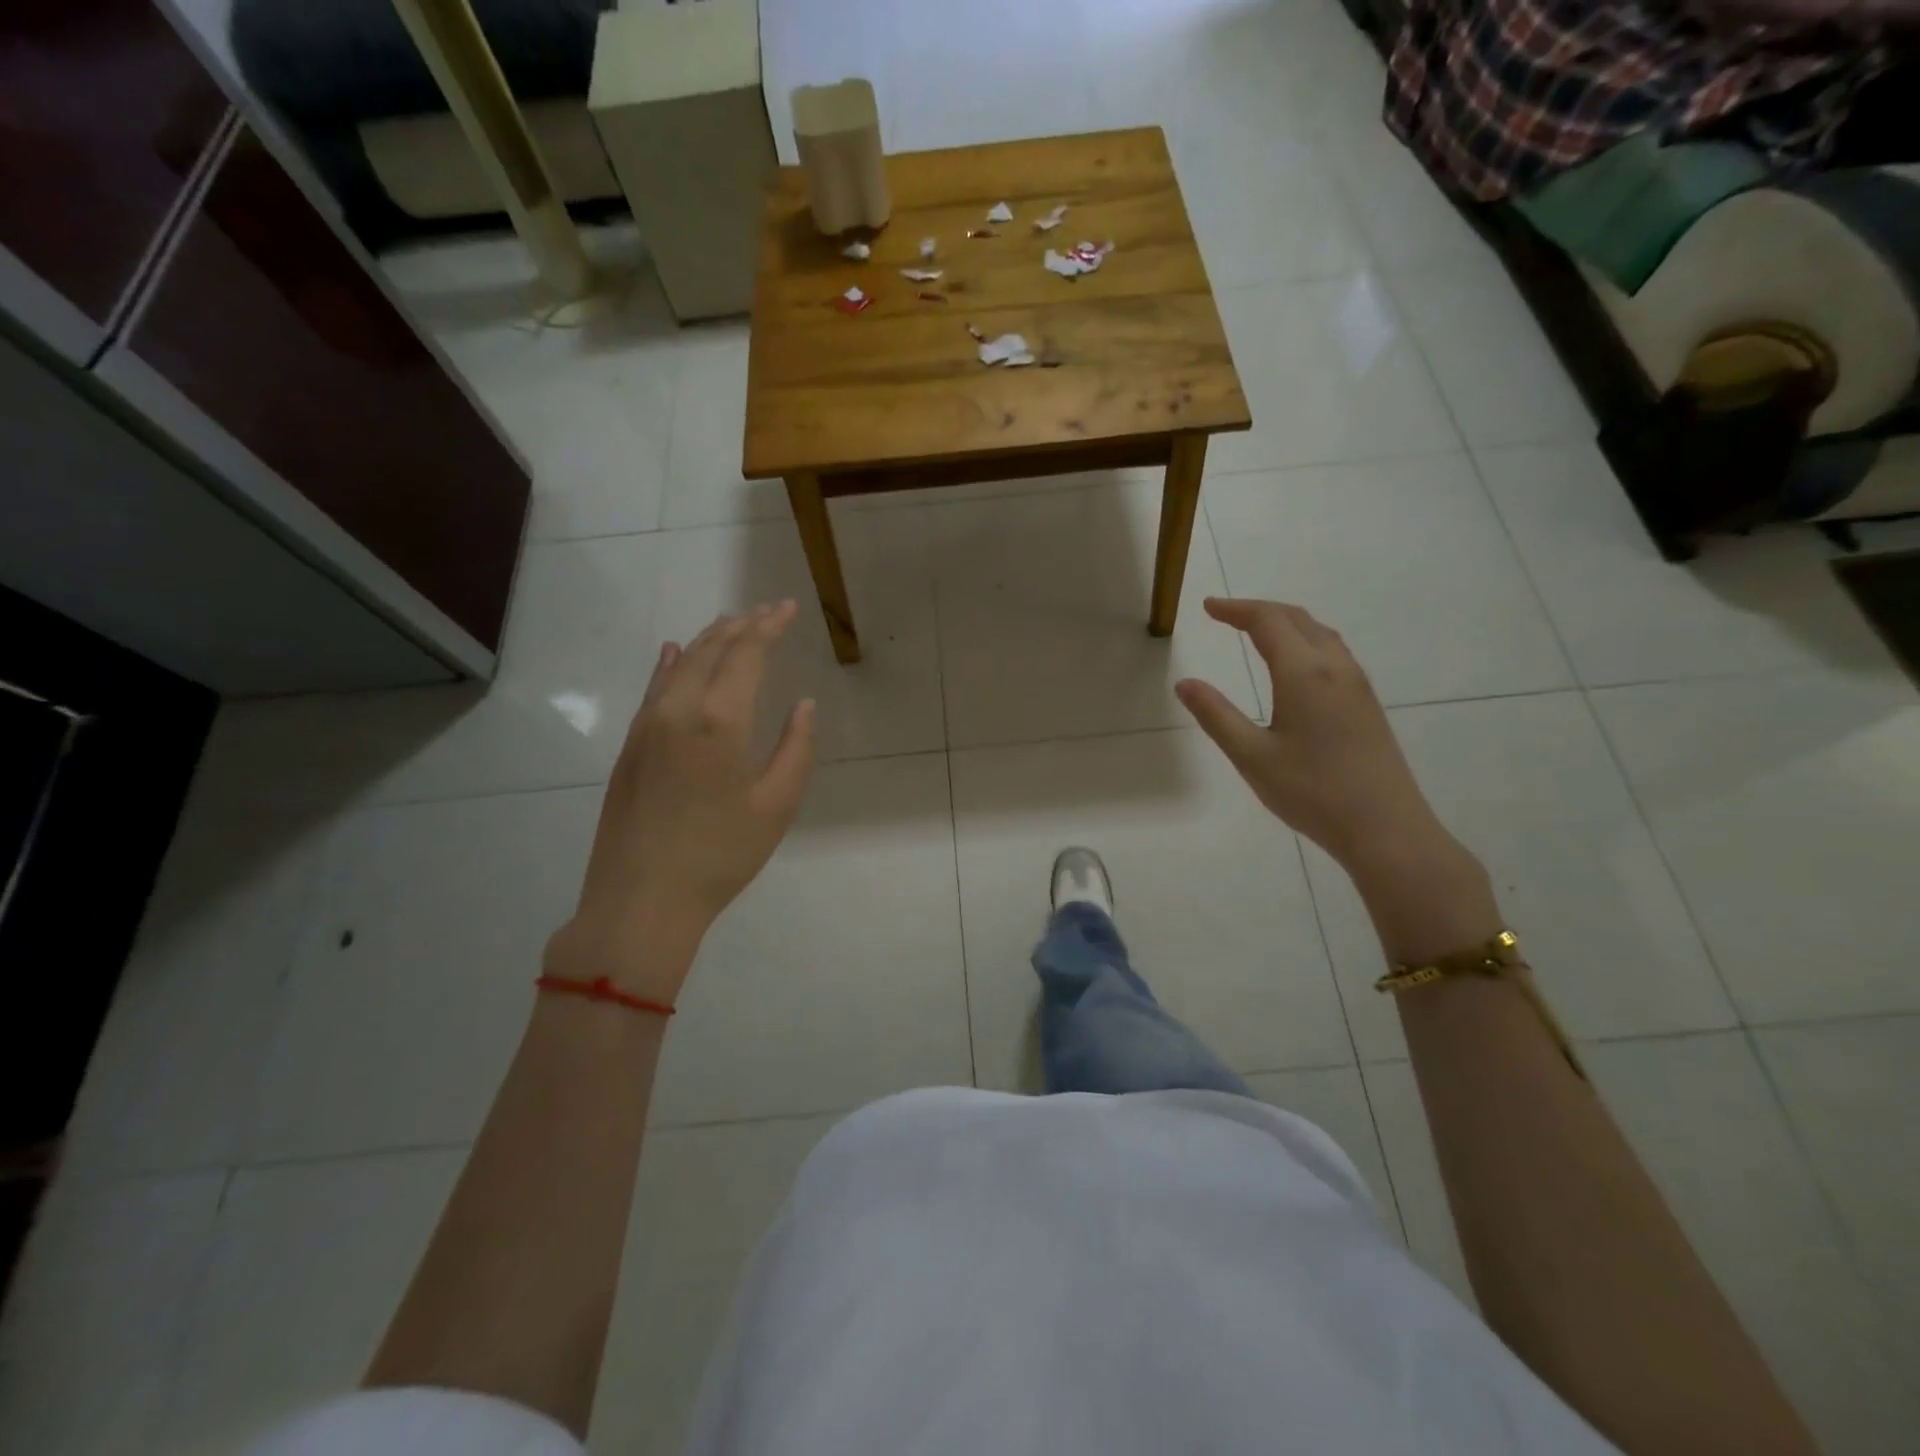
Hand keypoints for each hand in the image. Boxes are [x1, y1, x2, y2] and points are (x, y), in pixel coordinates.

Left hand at [551, 602, 816, 998]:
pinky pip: (654, 689)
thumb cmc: (720, 856)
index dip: (769, 627)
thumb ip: (796, 749)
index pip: (746, 654)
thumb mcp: (776, 806)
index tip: (787, 608)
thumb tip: (804, 705)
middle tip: (767, 611)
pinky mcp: (629, 747)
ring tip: (731, 623)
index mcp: (719, 721)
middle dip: (741, 625)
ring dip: (708, 640)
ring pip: (679, 665)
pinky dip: (670, 664)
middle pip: (711, 650)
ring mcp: (646, 726)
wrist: (641, 900)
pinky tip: (675, 654)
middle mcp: (678, 710)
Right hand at [1175, 598, 1452, 874]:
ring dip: (1286, 622)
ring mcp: (1357, 684)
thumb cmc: (1312, 792)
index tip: (1207, 607)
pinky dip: (1305, 640)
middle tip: (1225, 615)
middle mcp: (1335, 668)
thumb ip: (1216, 716)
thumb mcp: (1252, 756)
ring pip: (1320, 633)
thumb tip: (1185, 683)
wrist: (1385, 828)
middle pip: (1297, 619)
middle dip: (1259, 610)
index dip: (1236, 609)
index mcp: (1304, 674)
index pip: (1268, 622)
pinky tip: (1294, 664)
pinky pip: (1333, 652)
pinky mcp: (1367, 703)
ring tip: (1256, 631)